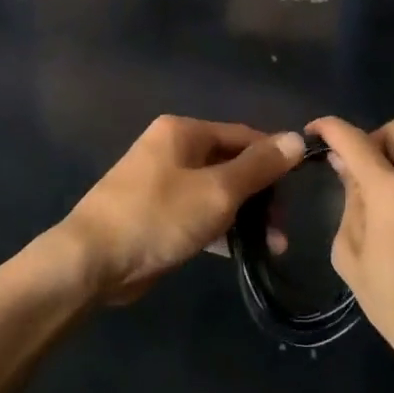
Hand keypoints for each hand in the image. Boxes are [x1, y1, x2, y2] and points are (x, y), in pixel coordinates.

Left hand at [60, 117, 304, 303]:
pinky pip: (200, 213)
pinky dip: (222, 228)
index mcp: (184, 132)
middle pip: (231, 164)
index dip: (274, 159)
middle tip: (283, 227)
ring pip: (217, 192)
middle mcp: (173, 149)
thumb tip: (297, 137)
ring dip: (246, 216)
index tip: (301, 188)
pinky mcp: (158, 214)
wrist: (92, 261)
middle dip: (262, 194)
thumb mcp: (218, 190)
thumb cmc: (158, 216)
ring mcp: (163, 183)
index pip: (243, 135)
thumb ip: (259, 166)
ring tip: (274, 246)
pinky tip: (244, 252)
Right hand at [310, 117, 393, 392]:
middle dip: (369, 138)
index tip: (313, 133)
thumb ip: (348, 206)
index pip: (355, 139)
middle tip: (352, 167)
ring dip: (391, 157)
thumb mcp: (353, 261)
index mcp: (392, 193)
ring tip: (373, 194)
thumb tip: (348, 172)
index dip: (329, 127)